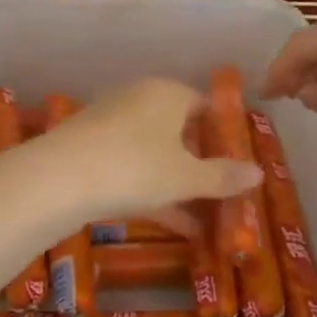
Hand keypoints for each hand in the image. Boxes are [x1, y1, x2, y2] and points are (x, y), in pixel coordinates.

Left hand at [15, 78, 260, 234]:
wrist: (58, 178)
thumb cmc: (135, 167)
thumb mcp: (186, 177)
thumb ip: (223, 176)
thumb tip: (258, 173)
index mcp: (167, 93)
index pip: (204, 107)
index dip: (223, 136)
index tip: (237, 167)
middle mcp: (139, 99)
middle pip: (179, 131)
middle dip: (200, 165)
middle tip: (221, 196)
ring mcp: (110, 123)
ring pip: (155, 153)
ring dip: (178, 184)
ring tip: (204, 220)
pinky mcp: (89, 149)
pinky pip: (132, 167)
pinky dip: (153, 191)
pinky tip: (172, 223)